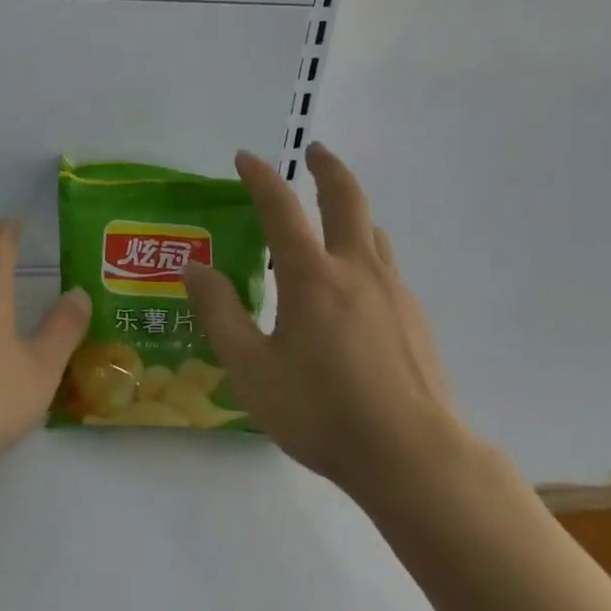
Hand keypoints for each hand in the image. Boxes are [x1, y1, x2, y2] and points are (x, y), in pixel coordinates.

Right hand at [184, 142, 473, 509]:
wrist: (415, 459)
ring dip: (351, 210)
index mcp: (311, 276)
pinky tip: (356, 288)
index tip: (245, 157)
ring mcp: (393, 292)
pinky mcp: (415, 318)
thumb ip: (219, 313)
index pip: (281, 207)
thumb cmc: (322, 412)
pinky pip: (387, 266)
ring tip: (334, 217)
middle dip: (328, 168)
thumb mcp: (251, 369)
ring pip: (373, 231)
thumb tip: (194, 268)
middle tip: (315, 151)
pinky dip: (365, 252)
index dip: (261, 177)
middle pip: (347, 198)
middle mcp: (356, 269)